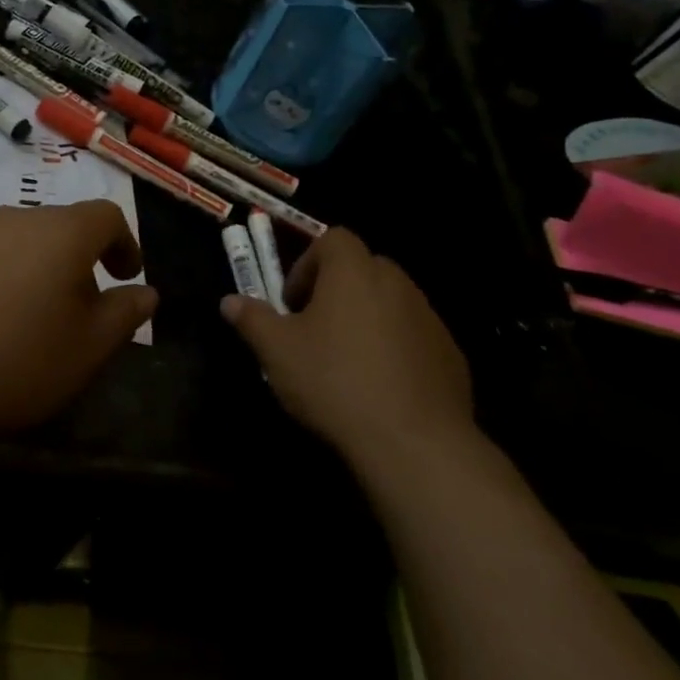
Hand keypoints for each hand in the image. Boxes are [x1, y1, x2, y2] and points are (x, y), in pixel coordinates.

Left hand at [0, 201, 157, 438]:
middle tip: (81, 307)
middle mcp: (13, 219)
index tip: (126, 276)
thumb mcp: (84, 350)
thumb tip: (146, 292)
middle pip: (59, 227)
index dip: (125, 244)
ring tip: (31, 319)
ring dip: (35, 270)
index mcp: (60, 233)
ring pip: (17, 242)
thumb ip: (123, 316)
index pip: (106, 216)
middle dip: (79, 261)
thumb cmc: (10, 360)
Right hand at [221, 228, 475, 469]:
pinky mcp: (450, 353)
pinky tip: (377, 384)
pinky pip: (413, 335)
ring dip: (365, 316)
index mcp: (354, 273)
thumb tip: (230, 301)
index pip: (333, 238)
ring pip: (390, 301)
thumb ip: (252, 319)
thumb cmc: (334, 382)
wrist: (412, 441)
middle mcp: (397, 284)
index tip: (292, 301)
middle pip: (363, 267)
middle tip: (312, 327)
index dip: (307, 263)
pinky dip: (393, 346)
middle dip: (335, 289)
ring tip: (344, 359)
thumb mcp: (276, 351)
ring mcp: (429, 318)